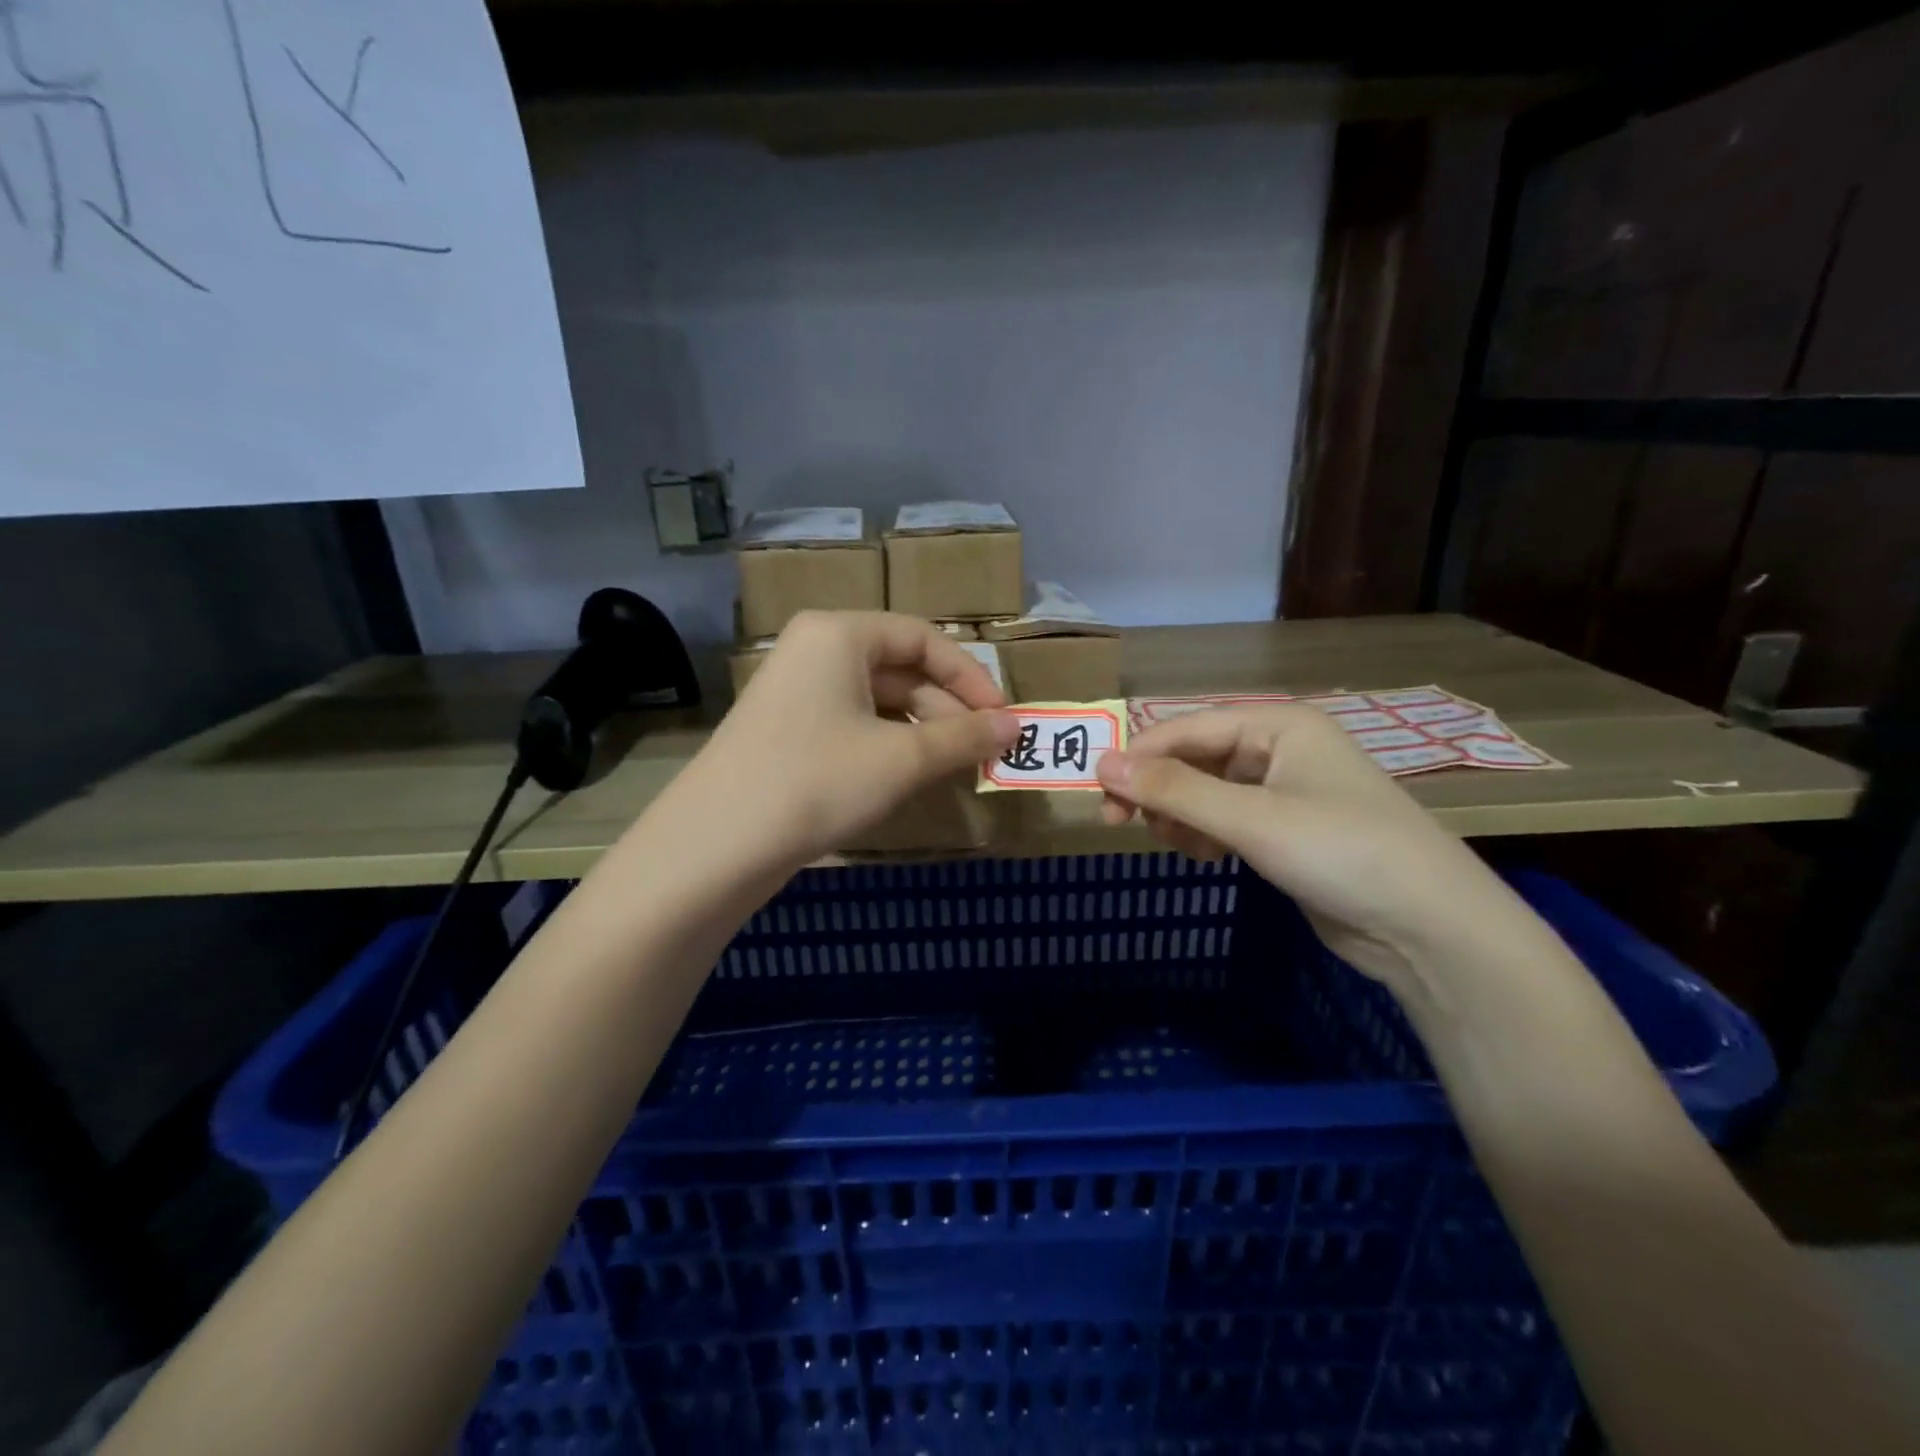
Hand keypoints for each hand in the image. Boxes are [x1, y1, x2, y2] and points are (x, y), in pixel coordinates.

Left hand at [681, 611, 1018, 867]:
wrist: (717, 844)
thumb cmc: (818, 781)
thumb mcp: (902, 759)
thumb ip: (965, 737)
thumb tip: (1018, 727)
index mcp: (839, 634)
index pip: (923, 639)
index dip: (971, 677)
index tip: (1003, 719)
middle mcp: (815, 650)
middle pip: (901, 668)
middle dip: (948, 709)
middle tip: (984, 751)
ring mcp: (796, 691)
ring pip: (878, 699)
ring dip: (922, 730)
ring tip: (954, 767)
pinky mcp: (787, 729)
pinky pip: (853, 722)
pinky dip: (889, 743)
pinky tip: (909, 775)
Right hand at [1095, 704, 1528, 990]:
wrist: (1430, 928)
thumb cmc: (1341, 852)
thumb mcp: (1250, 818)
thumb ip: (1173, 790)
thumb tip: (1101, 762)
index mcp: (1279, 724)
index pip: (1188, 728)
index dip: (1140, 756)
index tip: (1098, 794)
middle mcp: (1280, 748)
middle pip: (1195, 757)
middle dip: (1158, 789)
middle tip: (1122, 826)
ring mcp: (1286, 790)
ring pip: (1207, 790)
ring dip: (1179, 814)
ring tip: (1173, 844)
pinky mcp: (1288, 829)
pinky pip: (1227, 817)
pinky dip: (1205, 833)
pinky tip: (1204, 856)